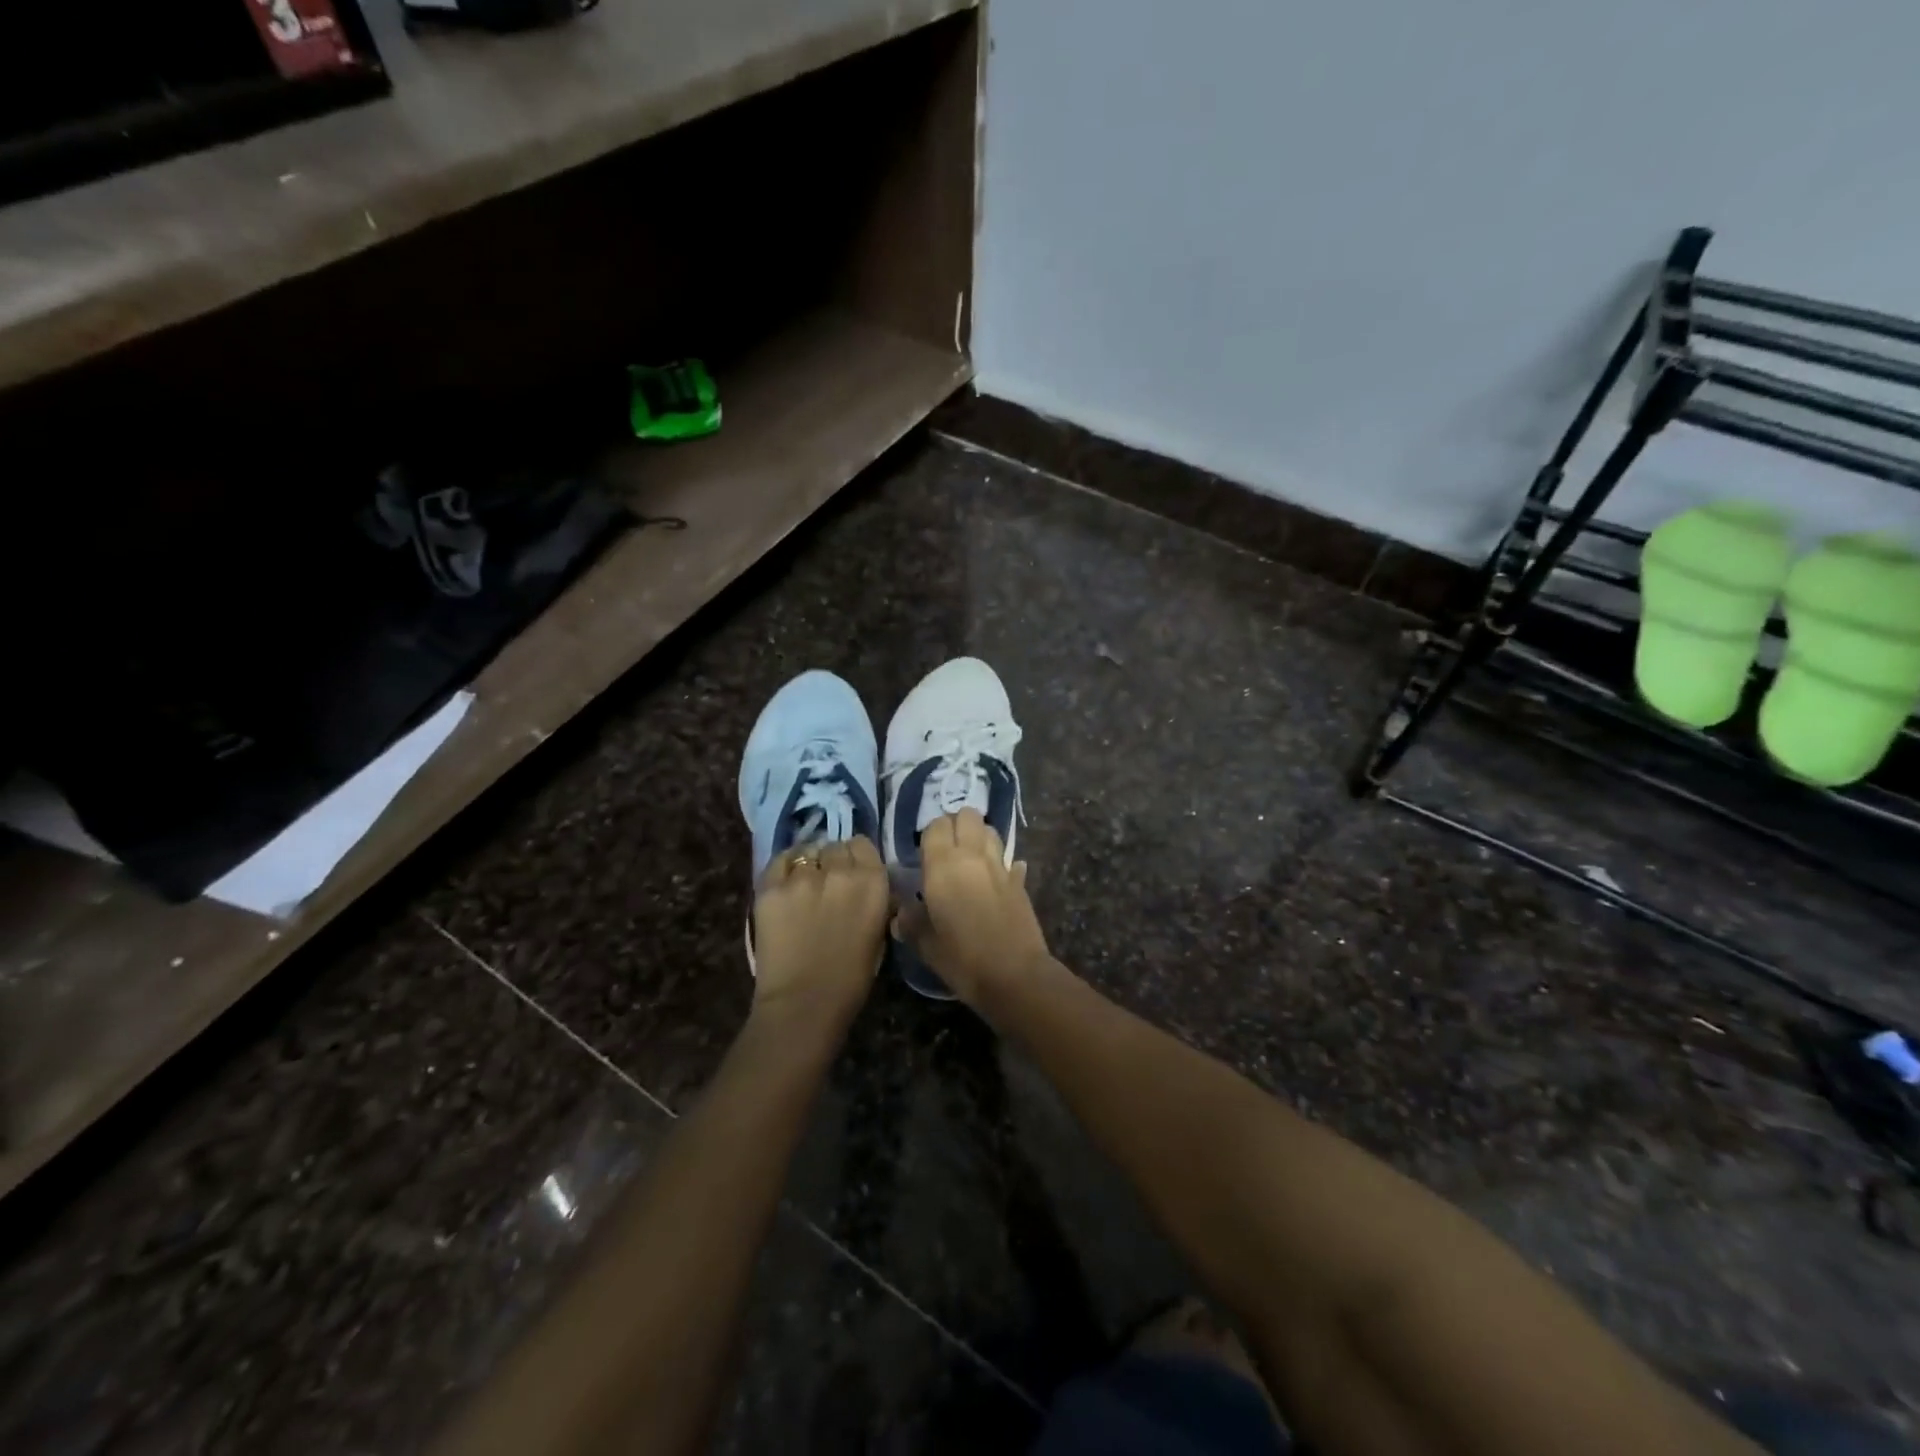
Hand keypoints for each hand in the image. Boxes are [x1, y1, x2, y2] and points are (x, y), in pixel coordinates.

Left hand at [752, 837, 889, 1023]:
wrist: (803, 1004)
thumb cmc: (851, 979)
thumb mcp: (879, 933)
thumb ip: (875, 900)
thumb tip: (870, 887)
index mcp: (873, 882)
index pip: (862, 844)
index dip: (856, 857)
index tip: (852, 872)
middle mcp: (840, 870)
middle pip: (835, 846)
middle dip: (832, 861)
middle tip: (826, 884)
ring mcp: (802, 876)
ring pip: (807, 851)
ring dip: (808, 865)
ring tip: (803, 887)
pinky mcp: (770, 886)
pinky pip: (780, 861)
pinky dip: (784, 869)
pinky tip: (785, 885)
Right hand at [897, 809, 1051, 1004]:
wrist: (1015, 975)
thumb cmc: (962, 959)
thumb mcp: (926, 945)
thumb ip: (911, 922)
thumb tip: (901, 913)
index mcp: (943, 866)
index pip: (936, 826)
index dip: (929, 834)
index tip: (923, 853)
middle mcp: (973, 856)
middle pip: (967, 816)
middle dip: (957, 825)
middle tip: (946, 849)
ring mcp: (1000, 867)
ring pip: (990, 831)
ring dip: (979, 837)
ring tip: (969, 859)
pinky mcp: (1020, 882)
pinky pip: (1010, 861)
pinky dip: (1002, 864)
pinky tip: (997, 879)